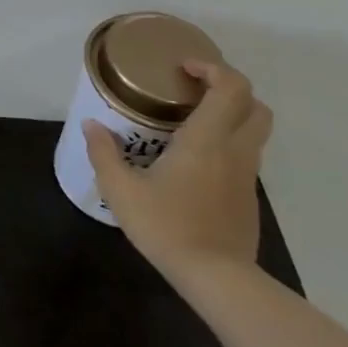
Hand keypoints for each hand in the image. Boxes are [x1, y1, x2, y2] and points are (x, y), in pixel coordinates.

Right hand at [85, 58, 271, 280]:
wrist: (216, 278)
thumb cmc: (167, 226)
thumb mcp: (121, 190)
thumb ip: (104, 153)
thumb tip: (92, 125)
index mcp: (207, 140)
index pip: (231, 88)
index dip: (213, 68)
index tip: (182, 68)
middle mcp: (235, 151)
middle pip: (255, 106)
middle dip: (229, 89)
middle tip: (193, 90)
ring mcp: (246, 176)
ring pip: (255, 132)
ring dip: (230, 117)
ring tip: (190, 123)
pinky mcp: (248, 198)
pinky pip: (244, 157)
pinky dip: (226, 145)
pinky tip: (193, 162)